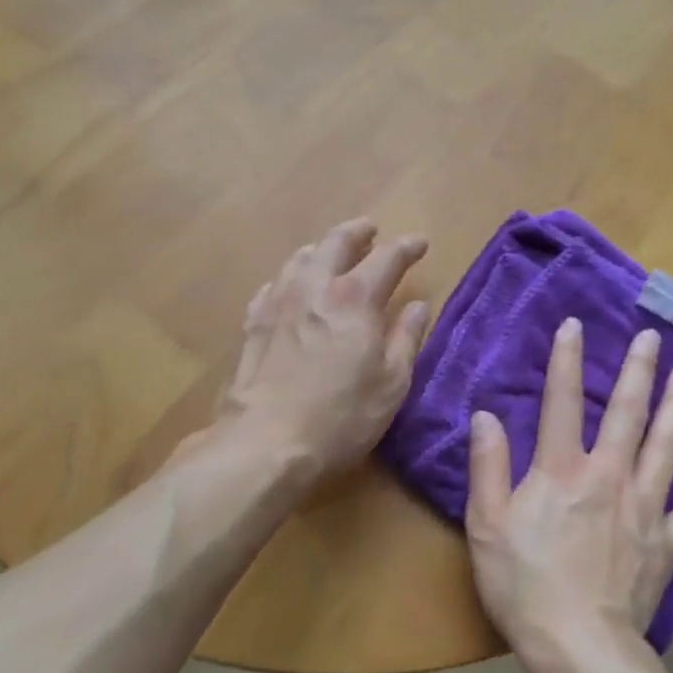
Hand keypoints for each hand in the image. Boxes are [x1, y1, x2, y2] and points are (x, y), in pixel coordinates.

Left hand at [215, 219, 429, 483]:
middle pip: (336, 243)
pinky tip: (288, 287)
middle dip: (357, 232)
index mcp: (355, 298)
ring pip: (299, 259)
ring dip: (320, 249)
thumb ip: (406, 339)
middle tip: (370, 230)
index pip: (387, 258)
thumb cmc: (341, 417)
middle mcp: (314, 288)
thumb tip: (417, 306)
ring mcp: (277, 303)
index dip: (406, 248)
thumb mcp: (391, 384)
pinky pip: (272, 286)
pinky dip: (288, 278)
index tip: (419, 243)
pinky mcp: (252, 324)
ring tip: (329, 252)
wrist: (265, 442)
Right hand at [465, 319, 672, 655]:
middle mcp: (609, 477)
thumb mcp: (486, 524)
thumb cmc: (523, 583)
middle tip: (652, 337)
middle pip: (627, 414)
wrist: (578, 645)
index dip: (566, 361)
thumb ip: (488, 466)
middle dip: (638, 372)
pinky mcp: (668, 542)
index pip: (561, 403)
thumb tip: (486, 415)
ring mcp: (645, 508)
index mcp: (562, 471)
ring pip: (667, 447)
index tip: (574, 325)